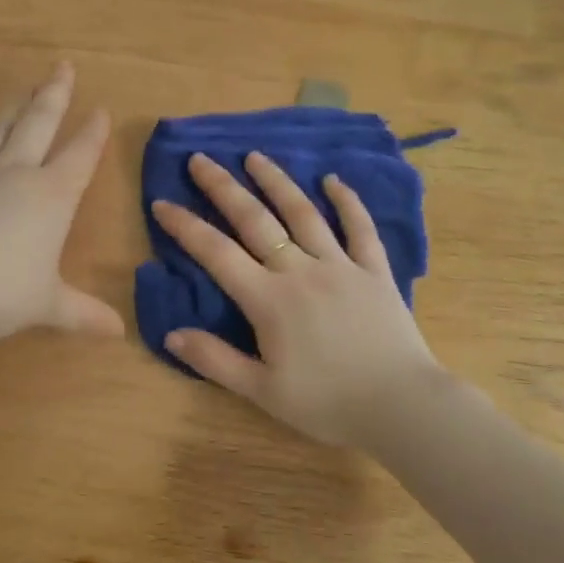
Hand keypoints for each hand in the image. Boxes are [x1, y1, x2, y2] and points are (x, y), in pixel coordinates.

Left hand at [0, 62, 124, 341]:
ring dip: (15, 107)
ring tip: (24, 89)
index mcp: (51, 196)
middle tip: (63, 65)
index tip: (101, 110)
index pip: (79, 155)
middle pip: (39, 122)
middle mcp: (16, 173)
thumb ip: (81, 314)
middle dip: (55, 93)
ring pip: (0, 128)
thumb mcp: (45, 305)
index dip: (92, 133)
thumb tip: (118, 332)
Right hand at [151, 152, 448, 446]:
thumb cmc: (327, 403)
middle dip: (224, 188)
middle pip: (255, 220)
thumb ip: (215, 360)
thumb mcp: (262, 391)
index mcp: (268, 300)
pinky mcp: (375, 271)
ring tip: (255, 156)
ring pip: (303, 213)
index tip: (162, 202)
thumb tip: (171, 333)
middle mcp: (300, 271)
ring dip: (276, 182)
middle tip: (201, 160)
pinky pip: (360, 228)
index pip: (216, 253)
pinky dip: (347, 201)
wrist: (401, 406)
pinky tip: (333, 180)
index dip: (185, 227)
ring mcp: (341, 266)